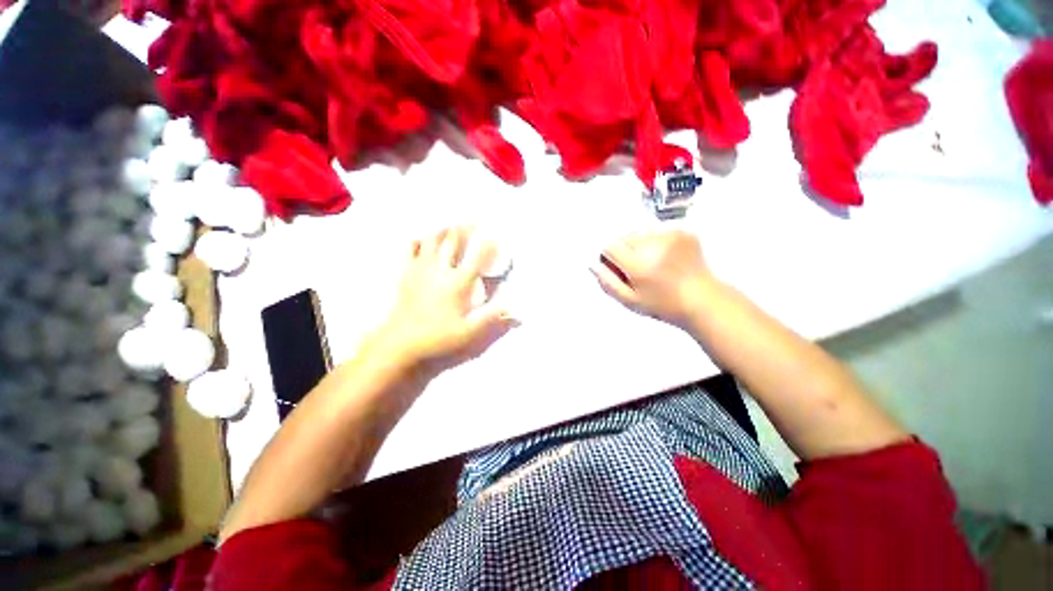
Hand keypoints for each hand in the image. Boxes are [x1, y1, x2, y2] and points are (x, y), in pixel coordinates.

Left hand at [368, 227, 516, 375]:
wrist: (399, 341)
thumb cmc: (437, 336)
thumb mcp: (468, 331)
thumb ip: (491, 316)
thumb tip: (513, 308)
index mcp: (457, 283)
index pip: (477, 258)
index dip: (489, 245)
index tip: (496, 235)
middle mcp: (440, 270)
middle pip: (454, 241)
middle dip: (466, 227)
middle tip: (475, 218)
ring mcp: (421, 268)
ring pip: (431, 238)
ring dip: (443, 228)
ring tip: (451, 221)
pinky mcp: (406, 271)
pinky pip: (410, 247)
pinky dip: (418, 238)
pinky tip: (423, 236)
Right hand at [590, 230, 713, 327]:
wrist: (703, 300)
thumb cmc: (663, 305)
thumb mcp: (630, 301)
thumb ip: (608, 283)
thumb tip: (593, 265)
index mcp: (639, 264)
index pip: (610, 246)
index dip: (609, 257)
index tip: (618, 268)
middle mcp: (653, 245)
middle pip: (624, 237)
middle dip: (624, 250)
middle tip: (637, 268)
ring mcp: (671, 236)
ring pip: (640, 232)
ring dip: (640, 244)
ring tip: (654, 262)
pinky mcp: (683, 232)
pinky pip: (658, 231)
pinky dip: (657, 241)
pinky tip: (667, 257)